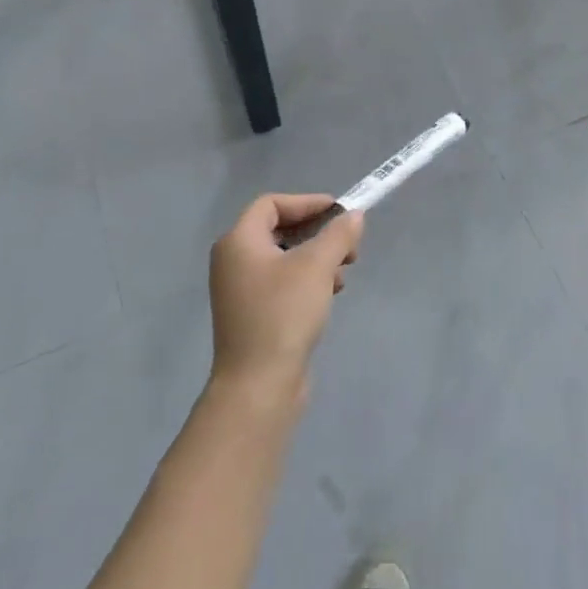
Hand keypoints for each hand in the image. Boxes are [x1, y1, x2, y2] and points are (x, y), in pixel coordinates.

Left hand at [208, 194, 363, 403]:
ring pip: (284, 258)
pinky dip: (307, 279)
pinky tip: (331, 292)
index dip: (307, 202)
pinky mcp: (252, 315)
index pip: (271, 204)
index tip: (338, 212)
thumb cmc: (283, 314)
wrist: (258, 386)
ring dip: (317, 256)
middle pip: (279, 229)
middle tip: (348, 242)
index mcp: (239, 242)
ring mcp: (240, 291)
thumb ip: (338, 234)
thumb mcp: (317, 266)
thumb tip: (353, 216)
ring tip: (345, 270)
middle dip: (317, 231)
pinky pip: (282, 282)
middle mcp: (234, 261)